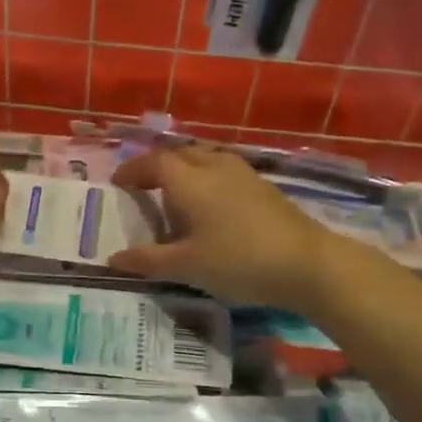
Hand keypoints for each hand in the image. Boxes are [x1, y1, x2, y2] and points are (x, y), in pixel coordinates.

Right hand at [107, 145, 338, 309]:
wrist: (308, 264)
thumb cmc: (239, 261)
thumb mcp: (187, 266)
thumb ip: (149, 260)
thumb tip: (113, 259)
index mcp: (191, 180)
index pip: (154, 163)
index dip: (133, 170)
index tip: (118, 183)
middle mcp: (215, 167)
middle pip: (180, 155)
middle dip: (158, 168)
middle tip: (144, 189)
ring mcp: (244, 175)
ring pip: (206, 160)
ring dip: (185, 172)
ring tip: (176, 197)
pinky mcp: (264, 188)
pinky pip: (224, 172)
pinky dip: (207, 181)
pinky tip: (211, 208)